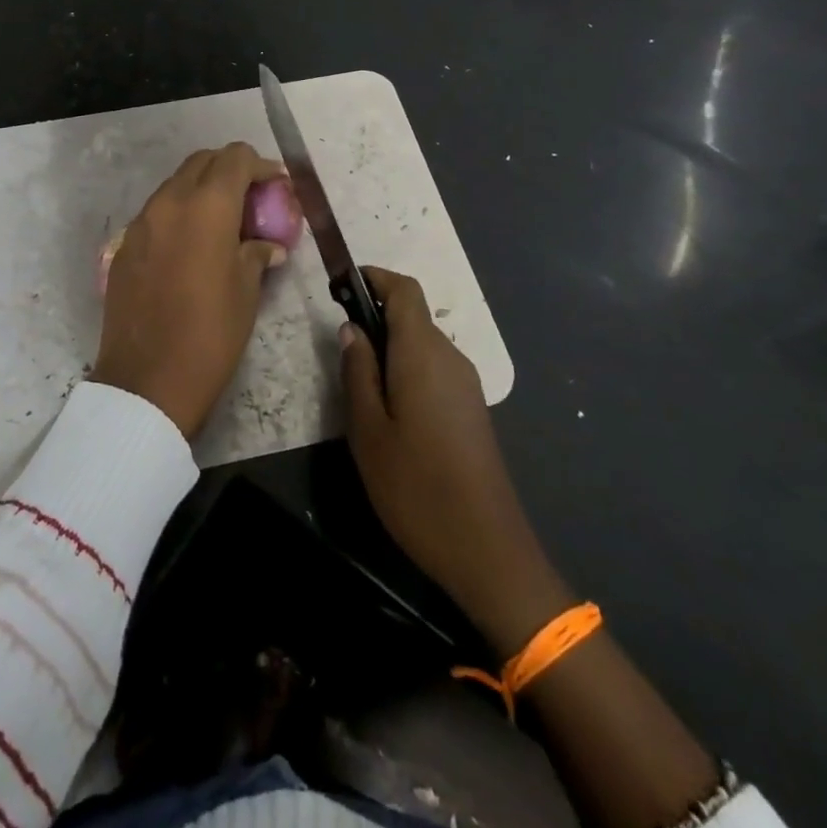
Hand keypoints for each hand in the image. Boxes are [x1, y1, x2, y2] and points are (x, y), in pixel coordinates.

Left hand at [94, 143, 289, 437]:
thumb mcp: (246, 291)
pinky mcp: (124, 246)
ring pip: (175, 185)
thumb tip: (267, 246)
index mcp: (206, 206)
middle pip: (202, 162)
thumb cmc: (210, 333)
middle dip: (230, 171)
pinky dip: (179, 214)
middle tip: (251, 199)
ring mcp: (141, 222)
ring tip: (223, 223)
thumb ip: (256, 254)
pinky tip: (192, 246)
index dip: (260, 166)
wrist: (147, 380)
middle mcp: (169, 202)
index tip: (277, 185)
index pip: (234, 158)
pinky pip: (157, 213)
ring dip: (202, 190)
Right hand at [341, 267, 570, 654]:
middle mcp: (450, 357)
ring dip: (390, 346)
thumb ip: (357, 371)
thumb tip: (352, 328)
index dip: (374, 278)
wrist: (486, 549)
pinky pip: (434, 368)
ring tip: (358, 384)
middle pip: (413, 315)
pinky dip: (407, 368)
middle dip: (375, 316)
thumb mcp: (368, 429)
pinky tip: (388, 409)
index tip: (342, 287)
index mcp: (423, 353)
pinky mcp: (471, 407)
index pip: (405, 289)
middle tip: (340, 348)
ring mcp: (466, 383)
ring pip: (422, 344)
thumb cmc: (416, 486)